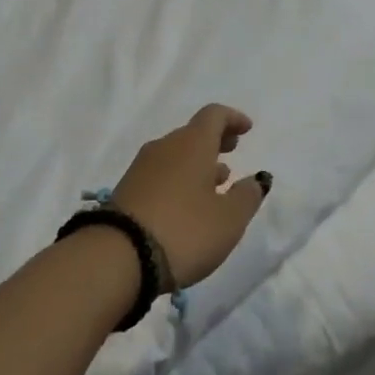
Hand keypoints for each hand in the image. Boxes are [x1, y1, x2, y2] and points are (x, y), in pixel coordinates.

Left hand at [113, 105, 271, 287]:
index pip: (214, 115)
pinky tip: (187, 203)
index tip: (247, 128)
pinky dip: (179, 178)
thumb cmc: (184, 231)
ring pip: (176, 154)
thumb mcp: (229, 219)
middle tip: (232, 150)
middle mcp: (166, 146)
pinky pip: (160, 173)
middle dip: (215, 140)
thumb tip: (258, 178)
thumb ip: (247, 196)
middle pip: (193, 133)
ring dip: (197, 162)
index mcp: (193, 143)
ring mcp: (142, 167)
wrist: (117, 259)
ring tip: (215, 183)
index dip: (233, 119)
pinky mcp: (126, 190)